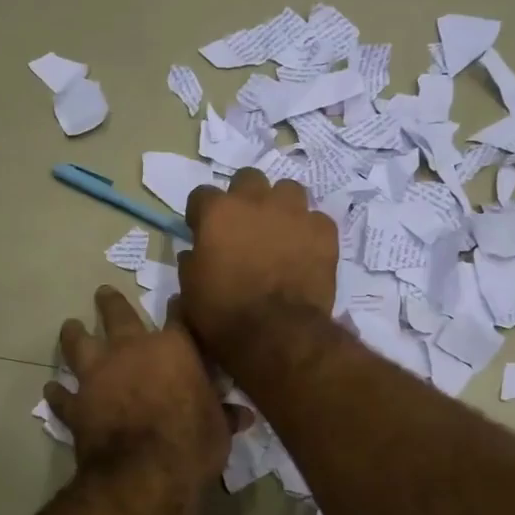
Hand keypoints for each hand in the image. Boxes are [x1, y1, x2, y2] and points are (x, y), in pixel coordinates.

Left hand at [44, 286, 249, 498]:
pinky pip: (62, 396)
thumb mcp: (219, 429)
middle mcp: (131, 351)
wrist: (144, 474)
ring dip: (74, 335)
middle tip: (103, 293)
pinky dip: (58, 393)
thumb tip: (243, 415)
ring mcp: (98, 376)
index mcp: (173, 348)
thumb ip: (225, 415)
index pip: (178, 316)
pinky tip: (52, 390)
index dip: (178, 307)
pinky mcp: (76, 405)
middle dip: (111, 302)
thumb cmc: (192, 443)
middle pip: (118, 315)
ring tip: (71, 327)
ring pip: (79, 344)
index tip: (175, 300)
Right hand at [178, 169, 336, 361]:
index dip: (202, 214)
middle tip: (245, 226)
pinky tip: (306, 252)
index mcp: (218, 212)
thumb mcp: (190, 291)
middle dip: (245, 198)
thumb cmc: (223, 315)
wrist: (277, 334)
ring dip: (281, 206)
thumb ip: (192, 262)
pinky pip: (316, 220)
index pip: (202, 195)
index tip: (204, 232)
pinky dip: (309, 232)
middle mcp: (255, 201)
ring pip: (288, 190)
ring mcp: (294, 212)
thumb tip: (197, 253)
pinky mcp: (324, 231)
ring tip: (280, 232)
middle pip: (248, 179)